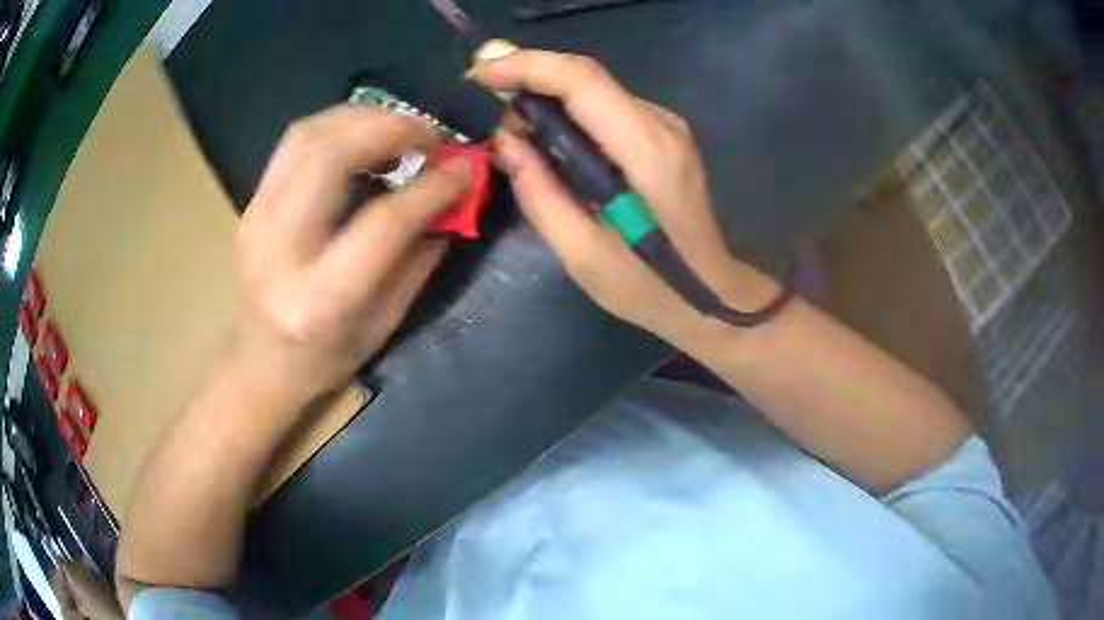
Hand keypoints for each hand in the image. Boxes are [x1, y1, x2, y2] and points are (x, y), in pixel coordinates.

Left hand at [232, 106, 471, 406]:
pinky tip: (365, 138)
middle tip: (430, 133)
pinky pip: (296, 144)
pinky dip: (338, 127)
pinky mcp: (250, 204)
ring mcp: (254, 220)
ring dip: (362, 117)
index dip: (431, 187)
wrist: (261, 365)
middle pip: (328, 157)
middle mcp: (277, 251)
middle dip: (389, 128)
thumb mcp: (385, 323)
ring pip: (306, 136)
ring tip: (401, 129)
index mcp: (318, 300)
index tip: (466, 166)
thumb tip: (456, 195)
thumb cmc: (326, 358)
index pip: (381, 224)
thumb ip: (420, 255)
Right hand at [470, 51, 765, 342]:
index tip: (479, 76)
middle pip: (586, 78)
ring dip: (548, 101)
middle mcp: (661, 125)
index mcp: (645, 150)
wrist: (709, 293)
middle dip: (529, 83)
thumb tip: (507, 143)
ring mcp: (667, 127)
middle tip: (492, 119)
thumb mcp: (582, 255)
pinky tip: (554, 146)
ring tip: (519, 139)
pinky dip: (571, 116)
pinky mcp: (664, 136)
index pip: (582, 80)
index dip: (526, 66)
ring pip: (595, 91)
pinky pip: (607, 108)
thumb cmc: (648, 286)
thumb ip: (540, 196)